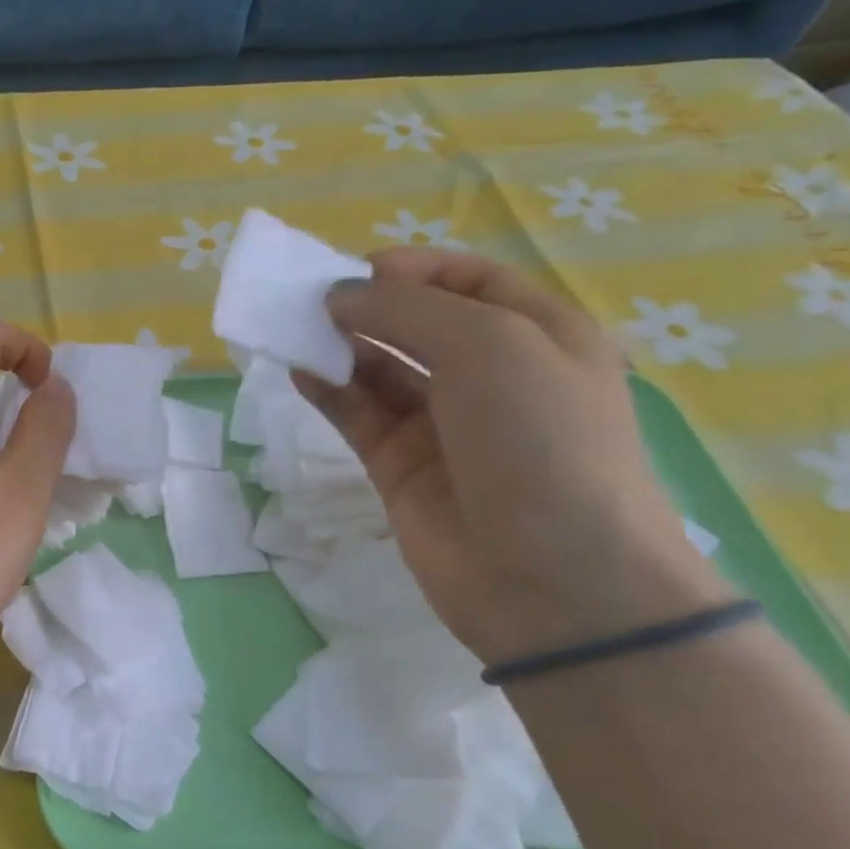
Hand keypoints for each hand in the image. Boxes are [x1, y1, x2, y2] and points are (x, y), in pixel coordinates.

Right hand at [294, 250, 730, 663]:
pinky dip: (328, 393)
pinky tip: (299, 373)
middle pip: (418, 324)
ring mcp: (443, 426)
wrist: (554, 580)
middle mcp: (492, 376)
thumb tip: (339, 297)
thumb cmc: (541, 441)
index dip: (414, 268)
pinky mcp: (400, 468)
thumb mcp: (491, 347)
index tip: (357, 270)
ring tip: (295, 332)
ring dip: (340, 348)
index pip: (470, 282)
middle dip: (368, 307)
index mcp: (539, 336)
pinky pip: (358, 417)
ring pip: (381, 370)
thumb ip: (408, 311)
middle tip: (311, 301)